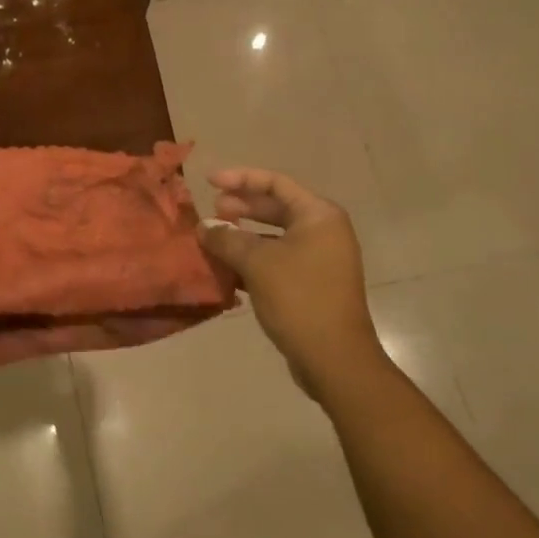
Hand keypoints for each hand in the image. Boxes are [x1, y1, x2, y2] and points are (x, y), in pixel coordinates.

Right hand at [198, 168, 387, 402]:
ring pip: (275, 236)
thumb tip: (204, 226)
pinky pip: (278, 260)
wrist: (334, 358)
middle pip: (276, 207)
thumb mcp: (256, 263)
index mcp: (318, 216)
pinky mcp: (312, 284)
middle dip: (241, 208)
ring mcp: (320, 259)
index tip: (209, 181)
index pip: (275, 183)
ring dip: (243, 236)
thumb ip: (227, 238)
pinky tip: (227, 269)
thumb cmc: (298, 298)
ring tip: (213, 239)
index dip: (240, 178)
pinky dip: (253, 260)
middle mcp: (324, 231)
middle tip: (211, 210)